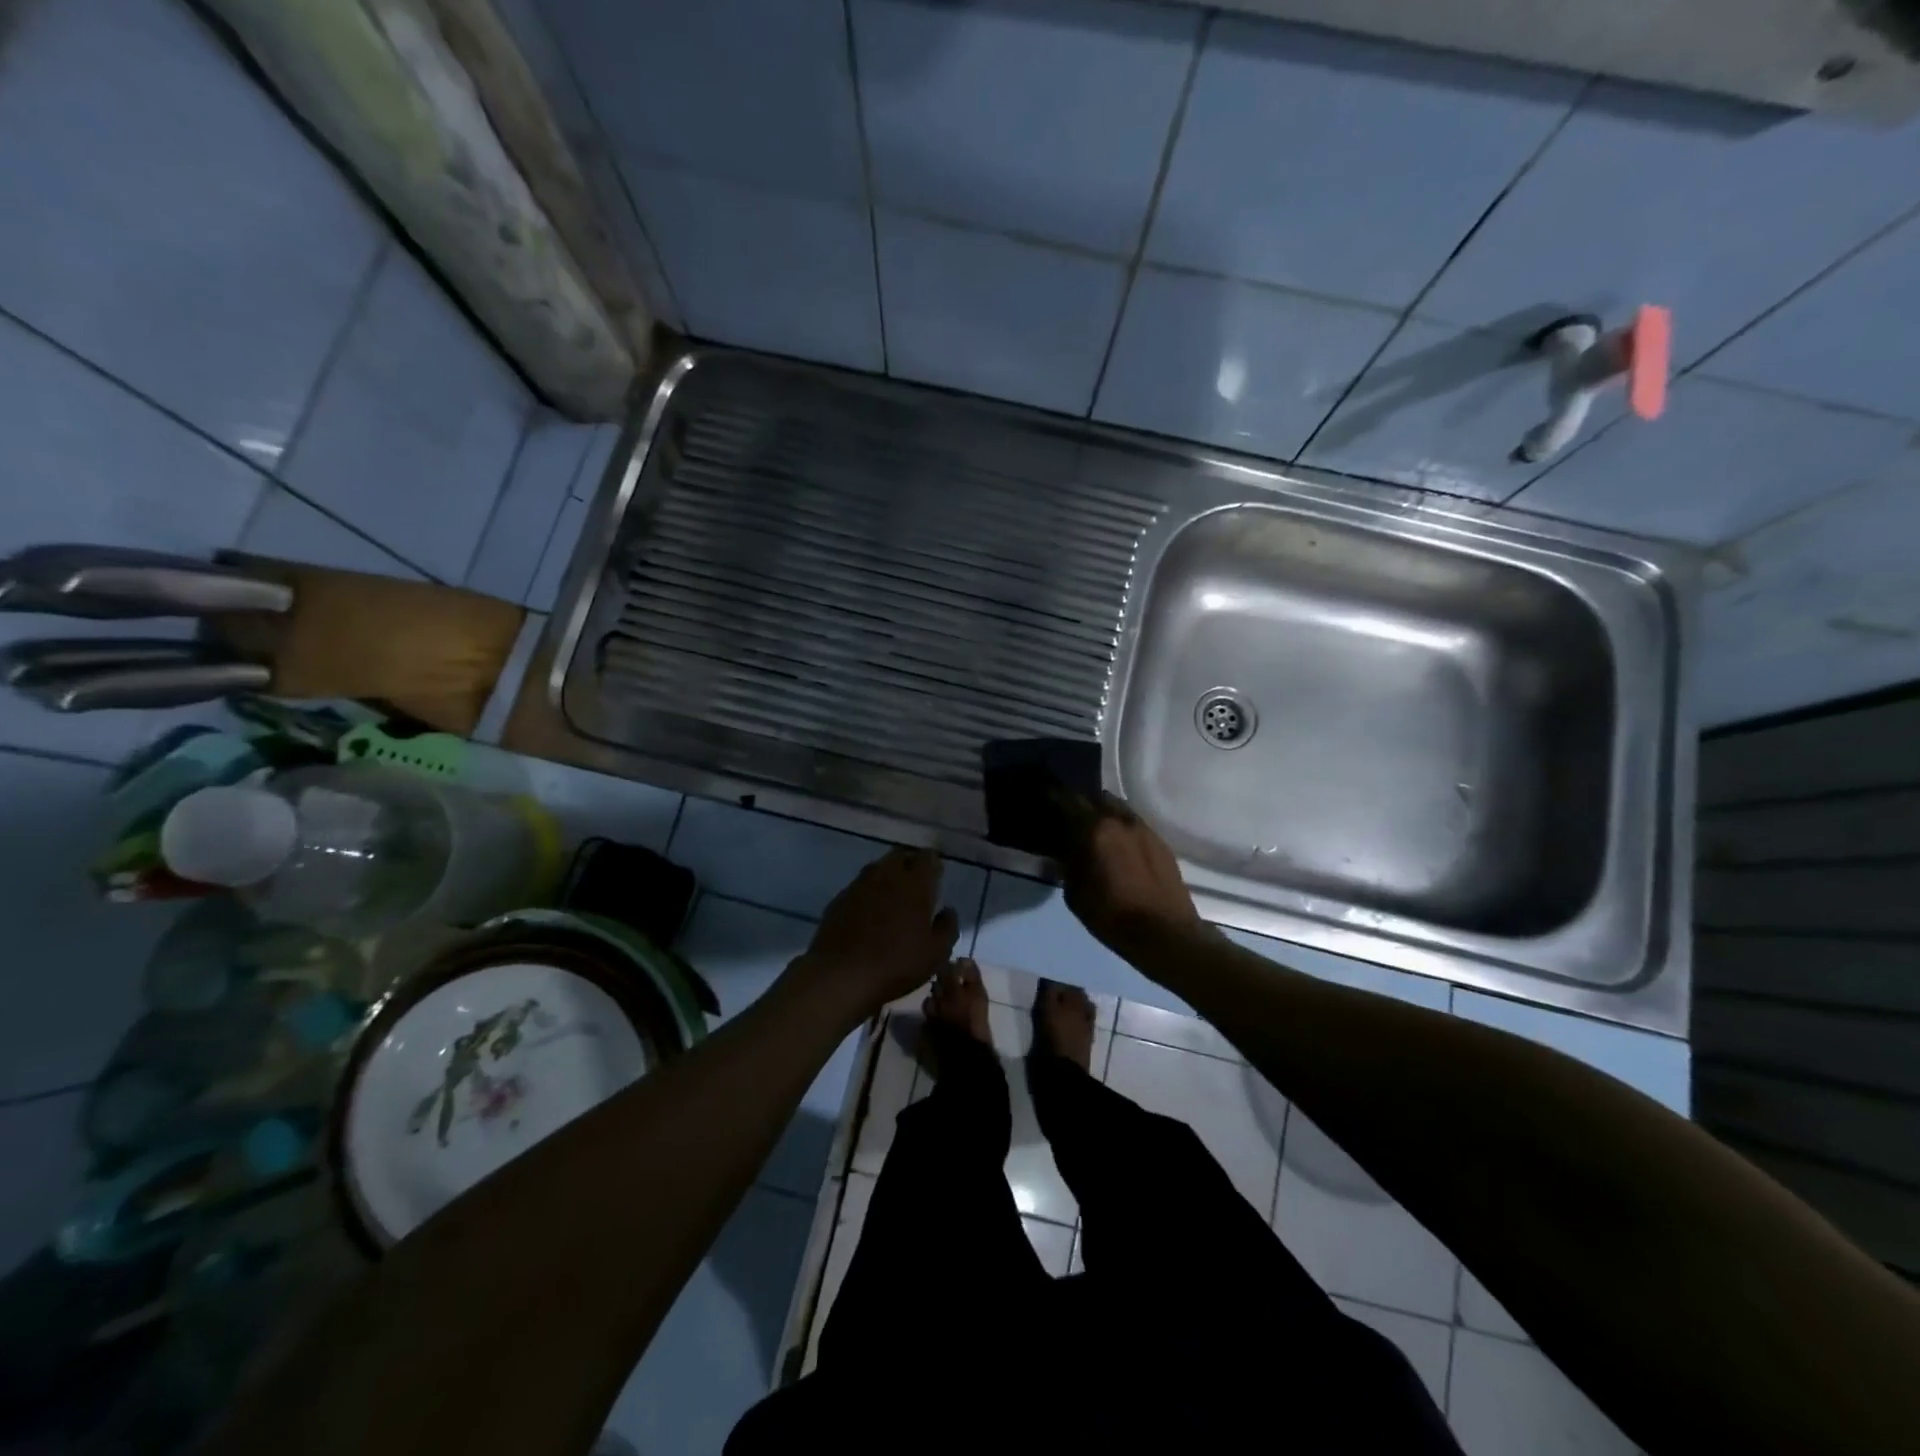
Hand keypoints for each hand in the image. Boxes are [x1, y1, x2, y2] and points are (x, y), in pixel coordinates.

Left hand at [794, 847, 959, 1016]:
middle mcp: (887, 875)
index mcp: (915, 883)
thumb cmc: (897, 964)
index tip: (936, 878)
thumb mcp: (936, 953)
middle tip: (916, 885)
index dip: (933, 864)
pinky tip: (869, 914)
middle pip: (900, 855)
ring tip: (892, 899)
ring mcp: (859, 885)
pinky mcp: (839, 899)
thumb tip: (948, 910)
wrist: (840, 976)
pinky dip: (868, 893)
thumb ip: (947, 927)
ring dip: (888, 876)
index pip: (927, 857)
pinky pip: (859, 886)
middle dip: (910, 864)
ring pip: (878, 868)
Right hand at [1058, 791, 1202, 955]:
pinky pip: (1134, 825)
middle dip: (1083, 804)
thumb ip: (1069, 863)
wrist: (1165, 934)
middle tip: (1071, 817)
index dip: (1054, 795)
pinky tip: (1119, 846)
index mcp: (1095, 829)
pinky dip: (1122, 829)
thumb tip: (1067, 849)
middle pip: (1098, 798)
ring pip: (1119, 809)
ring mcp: (1144, 829)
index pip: (1069, 799)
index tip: (1044, 796)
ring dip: (1105, 815)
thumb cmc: (1112, 916)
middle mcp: (1121, 820)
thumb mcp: (1075, 893)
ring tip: (1096, 831)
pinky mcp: (1161, 842)